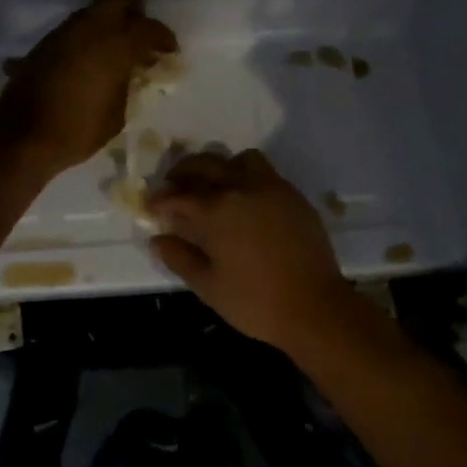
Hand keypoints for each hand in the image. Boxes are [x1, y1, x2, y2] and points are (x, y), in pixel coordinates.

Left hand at [0, 0, 177, 174]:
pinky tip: (91, 60)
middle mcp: (90, 29)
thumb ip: (126, 84)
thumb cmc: (77, 130)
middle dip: (133, 10)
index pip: (148, 28)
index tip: (169, 50)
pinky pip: (75, 30)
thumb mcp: (117, 114)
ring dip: (108, 24)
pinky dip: (88, 37)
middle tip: (141, 33)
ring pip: (93, 12)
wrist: (22, 136)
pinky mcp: (45, 44)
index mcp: (115, 45)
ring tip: (115, 49)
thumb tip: (128, 73)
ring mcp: (64, 33)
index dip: (163, 38)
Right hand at [146, 149, 357, 350]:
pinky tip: (245, 198)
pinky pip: (265, 171)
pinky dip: (247, 175)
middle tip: (174, 185)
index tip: (151, 206)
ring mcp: (271, 187)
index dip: (160, 199)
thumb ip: (180, 258)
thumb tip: (158, 239)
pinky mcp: (293, 195)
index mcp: (216, 210)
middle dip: (183, 172)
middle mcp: (241, 188)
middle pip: (205, 164)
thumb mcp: (208, 286)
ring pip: (238, 160)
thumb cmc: (255, 301)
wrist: (315, 306)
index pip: (178, 195)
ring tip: (213, 185)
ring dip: (220, 167)